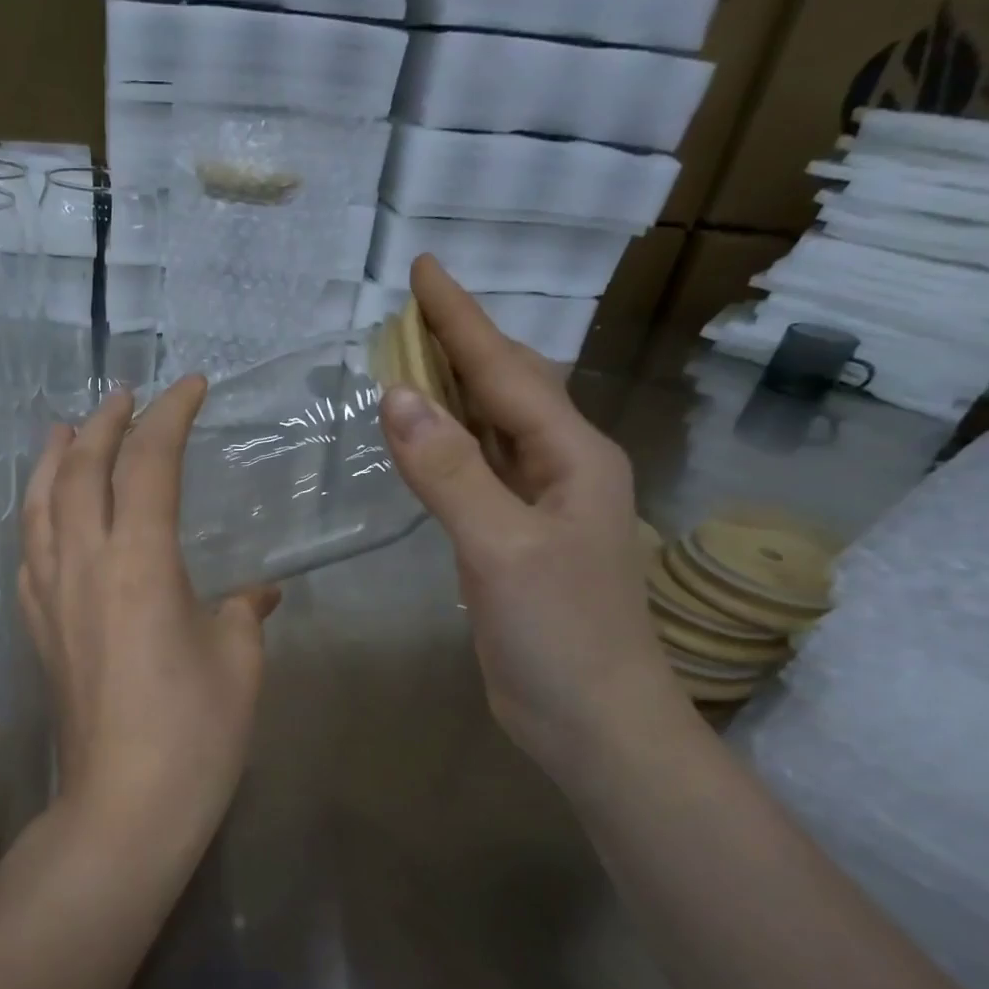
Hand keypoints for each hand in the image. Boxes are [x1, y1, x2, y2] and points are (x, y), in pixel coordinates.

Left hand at [19, 379, 279, 841]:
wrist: (125, 806)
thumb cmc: (196, 732)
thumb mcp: (238, 660)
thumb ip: (244, 611)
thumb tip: (260, 593)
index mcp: (140, 562)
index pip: (149, 464)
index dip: (170, 416)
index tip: (192, 387)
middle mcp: (83, 565)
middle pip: (82, 471)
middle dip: (104, 423)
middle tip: (125, 396)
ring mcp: (51, 597)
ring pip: (40, 506)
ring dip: (54, 459)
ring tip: (63, 430)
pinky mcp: (39, 629)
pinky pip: (28, 552)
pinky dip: (37, 516)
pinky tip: (46, 515)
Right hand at [379, 256, 681, 768]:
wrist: (592, 719)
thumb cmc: (560, 633)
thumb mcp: (502, 548)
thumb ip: (450, 472)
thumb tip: (395, 396)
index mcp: (573, 457)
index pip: (506, 370)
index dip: (461, 319)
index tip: (423, 268)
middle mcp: (562, 469)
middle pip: (507, 388)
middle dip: (460, 343)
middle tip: (410, 309)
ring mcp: (540, 508)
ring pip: (492, 430)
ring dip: (453, 392)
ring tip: (410, 359)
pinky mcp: (515, 542)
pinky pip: (478, 473)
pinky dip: (449, 446)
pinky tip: (427, 440)